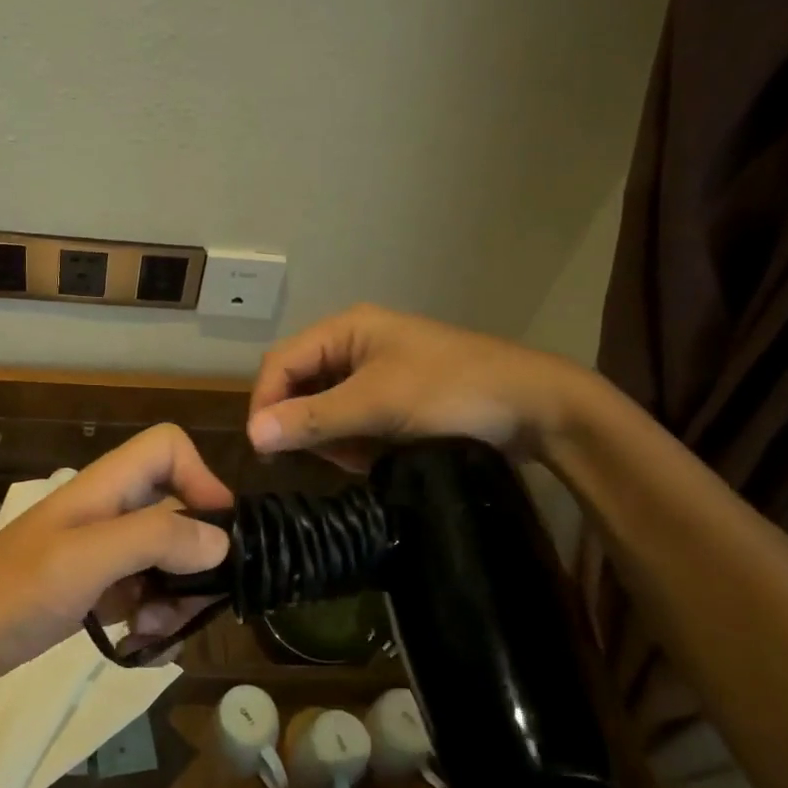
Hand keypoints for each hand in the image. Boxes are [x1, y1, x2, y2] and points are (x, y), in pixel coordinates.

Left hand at [0, 424, 233, 689]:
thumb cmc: (7, 592)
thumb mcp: (82, 561)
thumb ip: (152, 539)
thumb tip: (221, 540)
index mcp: (106, 488)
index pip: (168, 447)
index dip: (201, 478)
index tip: (217, 535)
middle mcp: (111, 511)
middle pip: (180, 508)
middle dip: (195, 556)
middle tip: (191, 603)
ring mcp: (102, 552)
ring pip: (168, 557)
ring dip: (176, 596)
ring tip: (155, 633)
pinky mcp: (95, 590)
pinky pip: (147, 593)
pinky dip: (154, 618)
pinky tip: (139, 645)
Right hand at [247, 304, 592, 469]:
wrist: (535, 408)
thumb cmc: (451, 391)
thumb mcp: (377, 404)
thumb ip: (313, 418)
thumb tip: (252, 435)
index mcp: (346, 329)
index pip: (281, 362)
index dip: (265, 402)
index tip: (263, 449)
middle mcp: (353, 346)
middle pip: (300, 386)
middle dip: (309, 425)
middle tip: (333, 455)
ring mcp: (374, 374)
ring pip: (325, 410)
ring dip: (336, 439)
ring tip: (366, 457)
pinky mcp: (392, 400)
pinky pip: (352, 423)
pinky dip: (357, 444)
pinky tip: (381, 456)